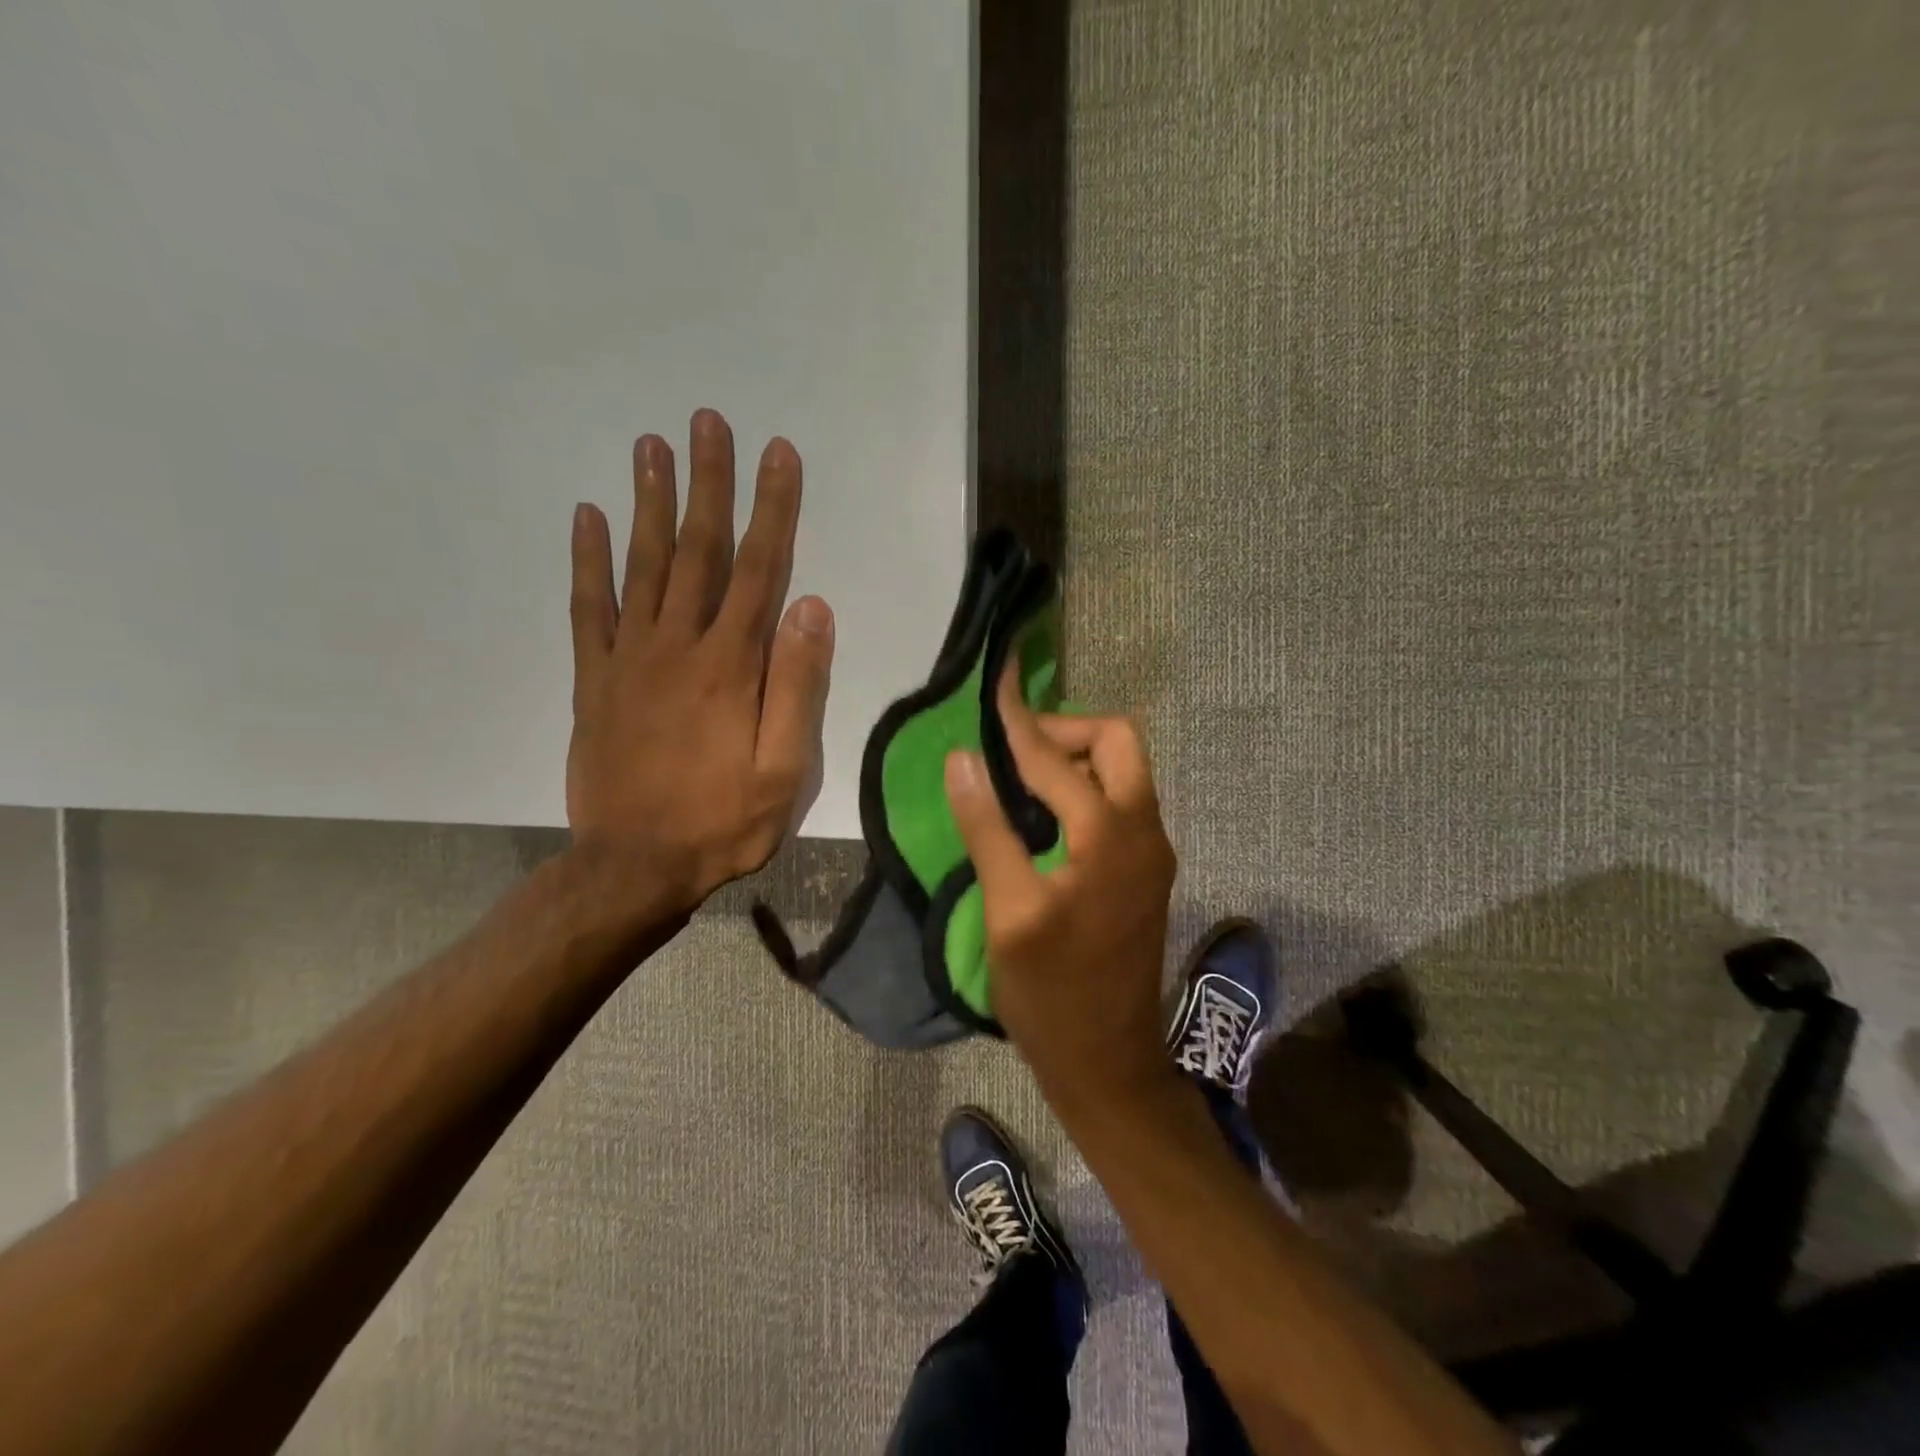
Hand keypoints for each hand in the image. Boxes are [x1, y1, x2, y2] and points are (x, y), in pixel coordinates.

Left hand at [567, 408, 833, 914]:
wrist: (633, 866)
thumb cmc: (722, 821)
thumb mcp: (784, 768)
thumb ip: (798, 686)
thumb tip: (812, 607)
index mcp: (730, 665)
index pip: (759, 569)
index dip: (772, 508)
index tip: (777, 453)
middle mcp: (678, 645)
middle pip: (697, 550)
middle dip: (707, 483)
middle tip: (706, 421)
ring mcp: (629, 659)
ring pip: (641, 565)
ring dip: (648, 501)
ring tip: (651, 445)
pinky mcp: (595, 680)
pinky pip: (588, 608)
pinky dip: (587, 560)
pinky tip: (586, 517)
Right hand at [944, 669, 1177, 1112]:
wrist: (1109, 1062)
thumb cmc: (1052, 993)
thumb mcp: (1009, 912)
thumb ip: (987, 828)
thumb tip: (963, 757)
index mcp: (1110, 834)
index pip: (1056, 756)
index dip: (1019, 719)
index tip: (996, 682)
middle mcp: (1144, 829)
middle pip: (1118, 742)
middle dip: (1065, 730)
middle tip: (1013, 752)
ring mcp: (1153, 851)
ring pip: (1125, 770)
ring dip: (1078, 758)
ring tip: (1022, 777)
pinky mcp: (1147, 870)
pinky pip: (1123, 802)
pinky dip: (1088, 788)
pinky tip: (1048, 814)